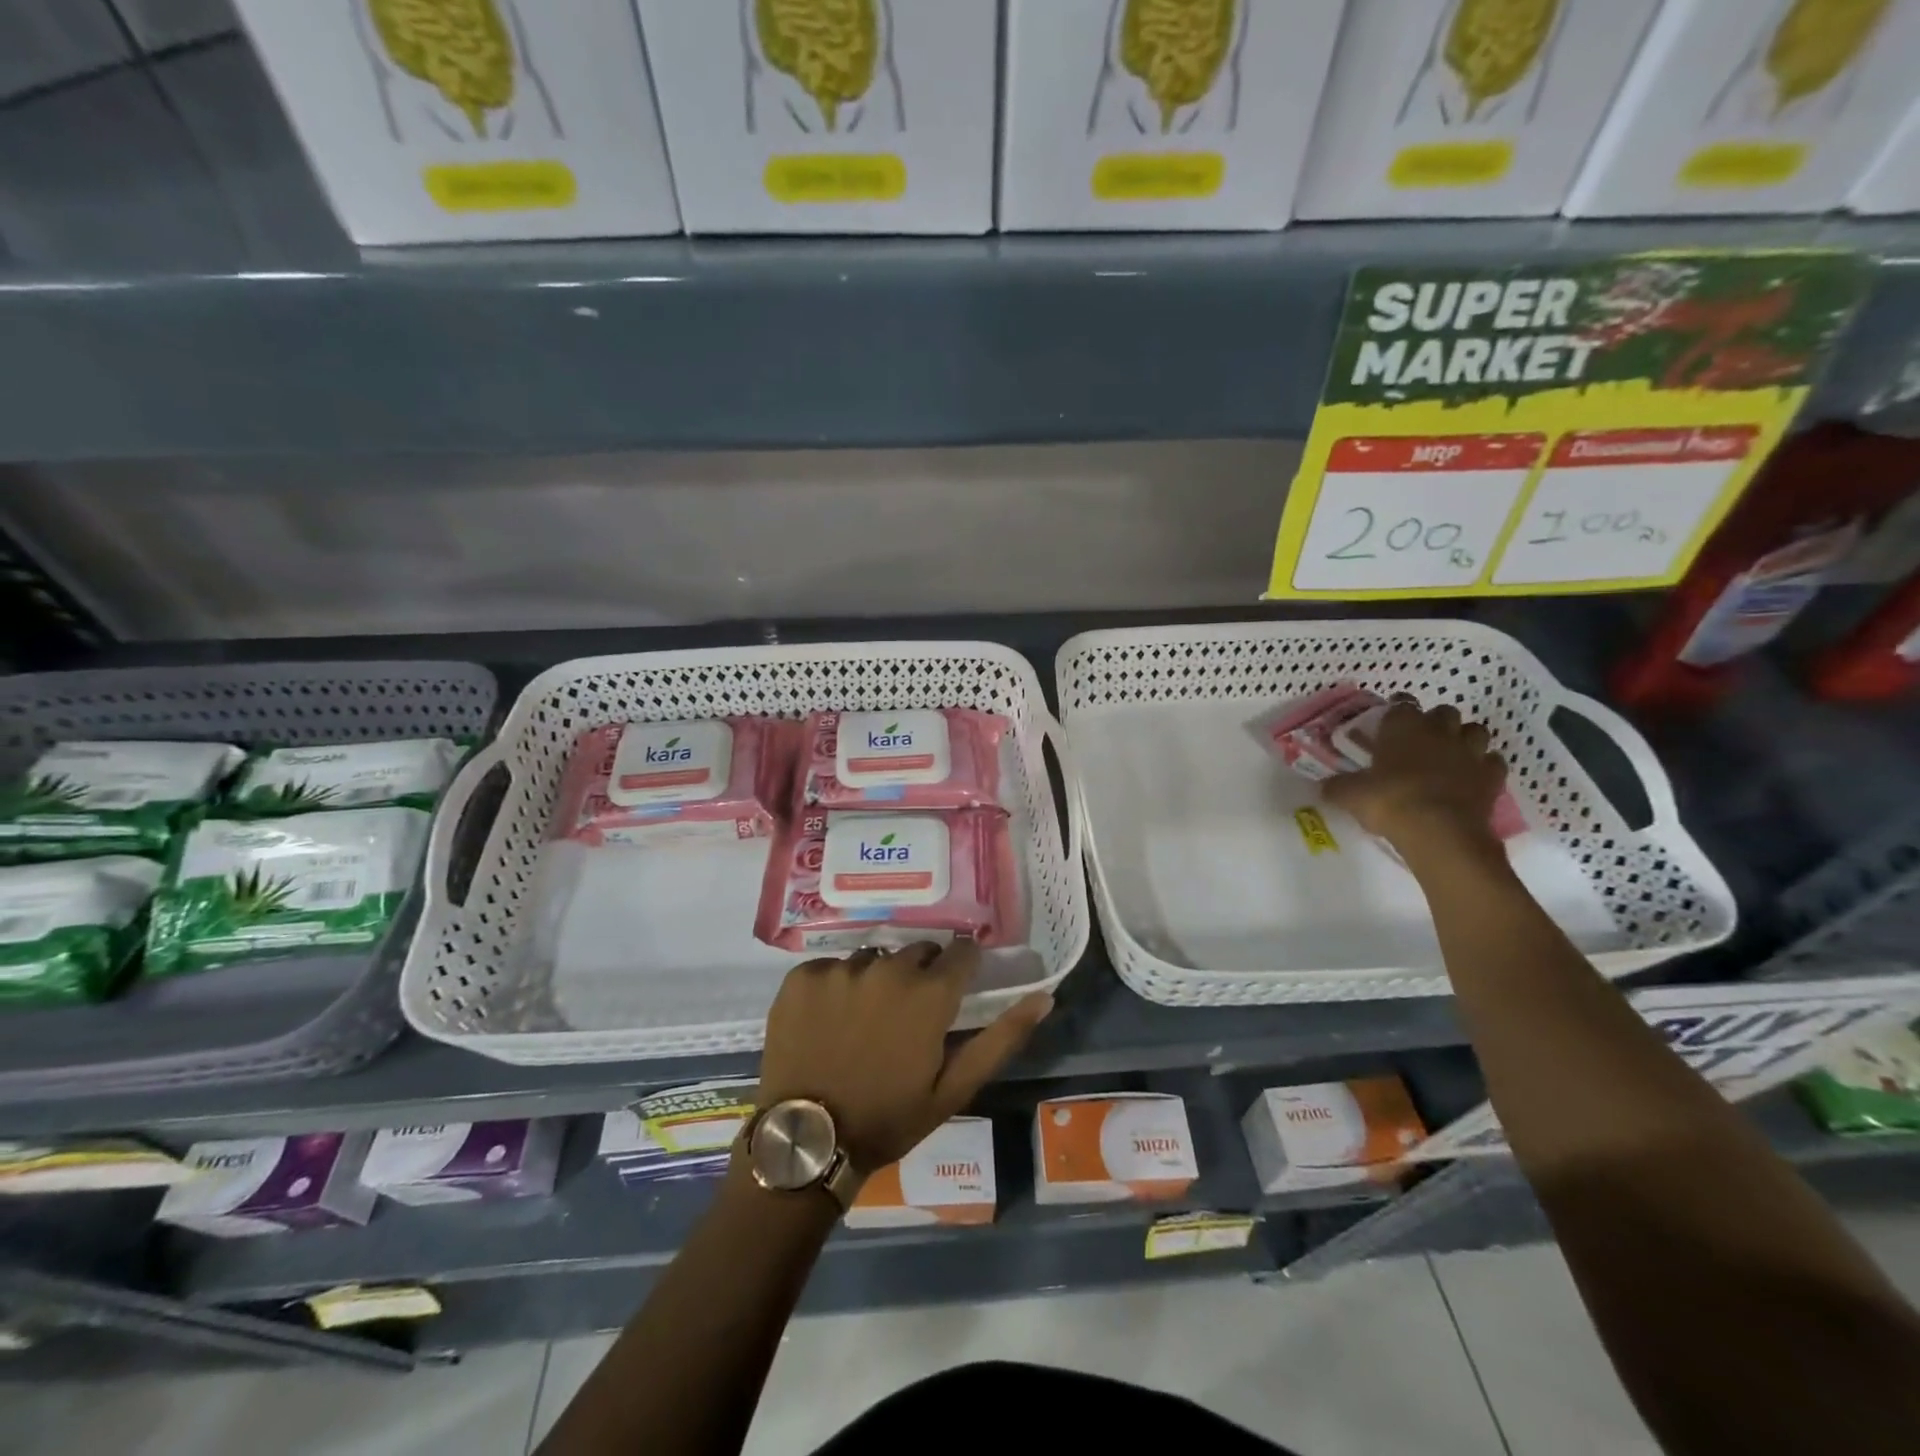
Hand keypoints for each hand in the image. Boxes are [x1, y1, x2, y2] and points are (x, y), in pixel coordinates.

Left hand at [755, 940, 1052, 1176]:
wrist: (806, 1140)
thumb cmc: (889, 1118)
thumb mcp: (954, 1088)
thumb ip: (1002, 1038)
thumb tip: (1045, 997)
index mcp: (929, 993)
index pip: (961, 952)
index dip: (962, 968)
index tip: (955, 989)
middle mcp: (888, 968)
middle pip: (918, 952)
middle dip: (921, 976)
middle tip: (908, 1016)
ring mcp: (841, 968)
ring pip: (875, 958)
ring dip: (878, 980)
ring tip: (865, 1021)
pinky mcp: (804, 975)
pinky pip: (833, 966)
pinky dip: (836, 986)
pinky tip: (830, 1020)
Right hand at [1323, 699, 1506, 858]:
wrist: (1439, 831)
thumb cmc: (1389, 801)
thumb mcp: (1349, 794)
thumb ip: (1337, 786)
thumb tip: (1324, 786)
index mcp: (1403, 726)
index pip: (1401, 703)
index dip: (1396, 710)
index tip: (1388, 722)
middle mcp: (1439, 731)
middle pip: (1444, 712)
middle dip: (1435, 722)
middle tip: (1420, 741)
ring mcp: (1470, 752)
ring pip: (1475, 731)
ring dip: (1464, 739)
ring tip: (1450, 755)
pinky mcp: (1492, 776)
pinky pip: (1492, 762)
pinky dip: (1483, 766)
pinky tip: (1471, 778)